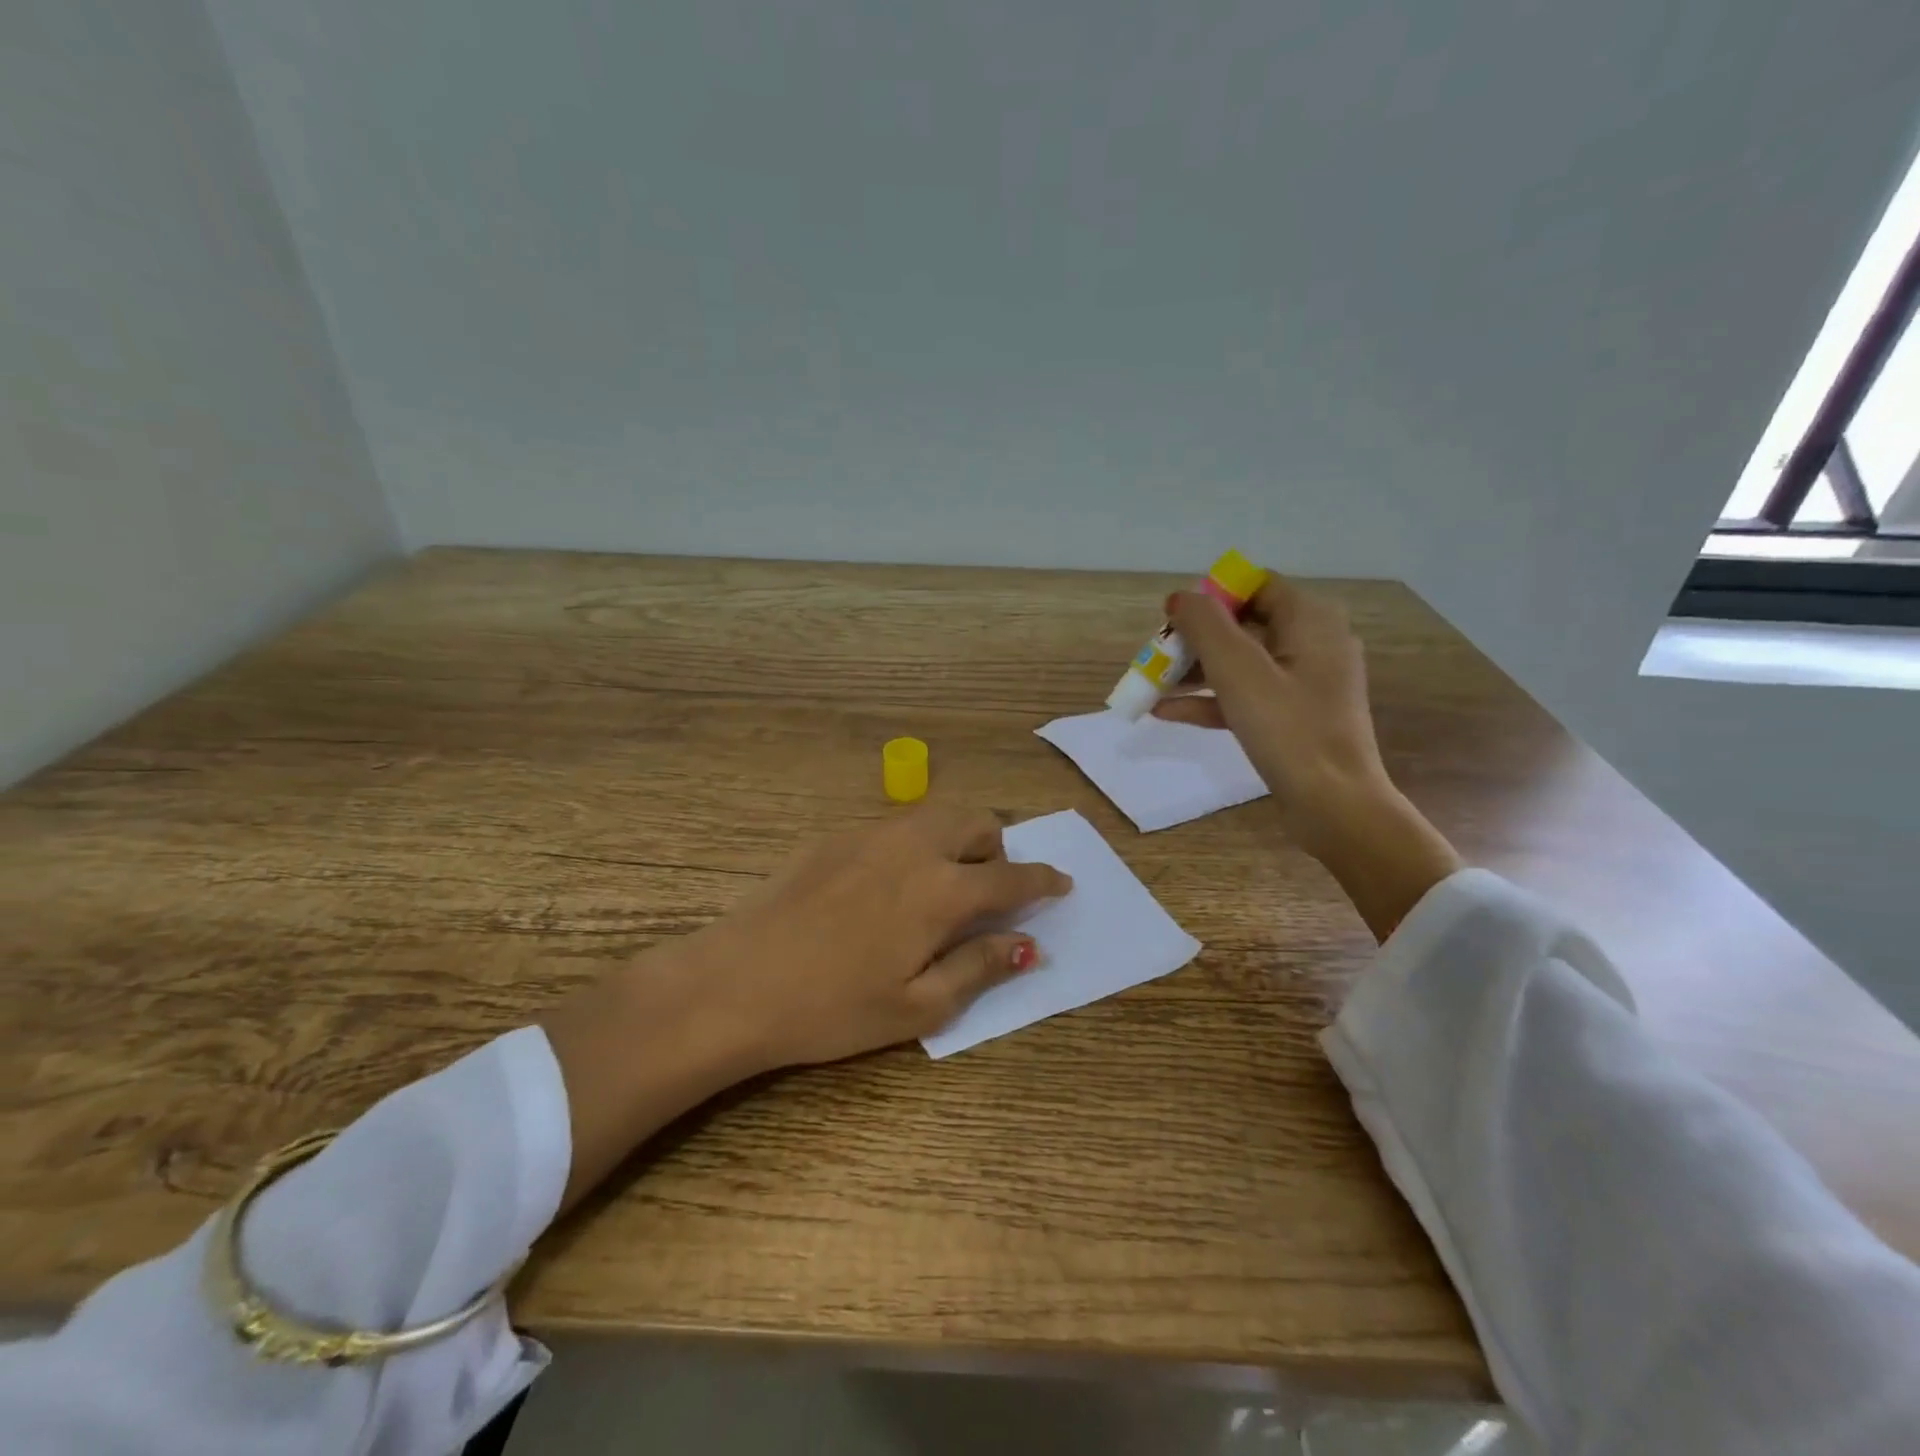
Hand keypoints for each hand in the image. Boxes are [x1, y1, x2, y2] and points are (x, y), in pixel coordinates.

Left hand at [541, 805, 1070, 1205]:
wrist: (737, 982)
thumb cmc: (832, 1008)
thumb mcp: (917, 1006)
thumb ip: (979, 967)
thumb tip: (1028, 945)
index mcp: (941, 890)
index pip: (1012, 876)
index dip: (1044, 880)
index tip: (1062, 883)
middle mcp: (914, 846)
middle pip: (977, 821)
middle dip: (997, 849)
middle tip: (987, 892)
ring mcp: (870, 834)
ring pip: (935, 815)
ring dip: (956, 839)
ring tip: (940, 885)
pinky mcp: (834, 836)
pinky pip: (894, 826)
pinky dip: (914, 843)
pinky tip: (886, 887)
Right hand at [1153, 577, 1386, 846]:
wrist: (1334, 806)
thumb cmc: (1288, 729)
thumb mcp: (1238, 670)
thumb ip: (1204, 625)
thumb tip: (1179, 598)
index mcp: (1310, 619)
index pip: (1254, 587)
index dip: (1211, 598)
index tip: (1173, 622)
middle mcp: (1314, 642)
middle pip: (1244, 625)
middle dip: (1195, 640)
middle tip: (1156, 657)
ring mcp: (1306, 683)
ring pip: (1242, 663)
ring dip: (1196, 672)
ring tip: (1152, 685)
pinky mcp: (1296, 717)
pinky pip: (1247, 696)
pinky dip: (1211, 700)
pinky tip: (1167, 713)